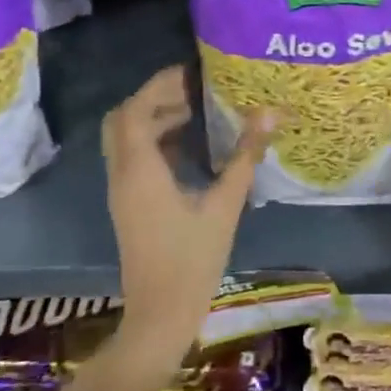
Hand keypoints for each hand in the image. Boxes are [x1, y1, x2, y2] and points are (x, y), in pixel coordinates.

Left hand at [101, 66, 274, 382]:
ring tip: (196, 114)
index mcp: (141, 171)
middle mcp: (123, 175)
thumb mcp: (225, 205)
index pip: (135, 110)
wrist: (160, 317)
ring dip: (154, 119)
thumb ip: (244, 157)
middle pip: (123, 119)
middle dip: (153, 98)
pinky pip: (132, 158)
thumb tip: (268, 114)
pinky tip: (190, 149)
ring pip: (125, 138)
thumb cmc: (192, 261)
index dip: (159, 85)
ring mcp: (122, 192)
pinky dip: (154, 142)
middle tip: (191, 90)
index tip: (191, 73)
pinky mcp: (128, 205)